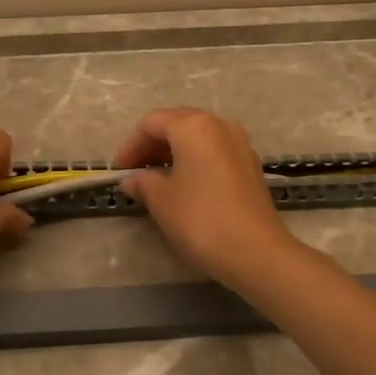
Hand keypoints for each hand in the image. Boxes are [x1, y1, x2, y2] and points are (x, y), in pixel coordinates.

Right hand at [114, 108, 297, 288]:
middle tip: (136, 171)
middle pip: (178, 123)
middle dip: (153, 144)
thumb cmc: (201, 219)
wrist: (255, 252)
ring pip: (199, 137)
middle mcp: (220, 125)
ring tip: (158, 178)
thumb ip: (143, 183)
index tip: (119, 170)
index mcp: (194, 127)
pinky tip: (186, 185)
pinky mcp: (251, 165)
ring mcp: (240, 144)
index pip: (153, 123)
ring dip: (175, 152)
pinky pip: (215, 152)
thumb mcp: (162, 201)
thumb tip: (133, 179)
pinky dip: (196, 160)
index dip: (131, 144)